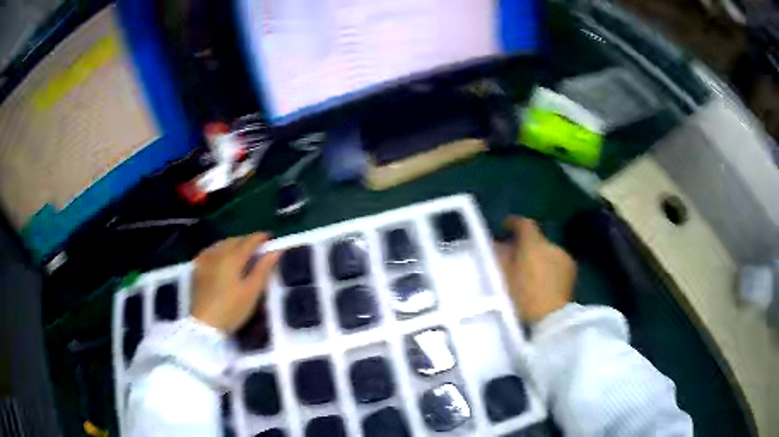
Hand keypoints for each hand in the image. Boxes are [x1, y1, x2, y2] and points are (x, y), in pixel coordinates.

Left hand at [191, 233, 281, 333]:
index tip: (270, 239)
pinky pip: (210, 251)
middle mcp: (218, 253)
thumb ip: (263, 268)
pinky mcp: (198, 268)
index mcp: (233, 257)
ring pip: (221, 244)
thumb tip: (276, 251)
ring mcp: (205, 259)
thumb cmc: (232, 309)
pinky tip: (221, 258)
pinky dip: (219, 250)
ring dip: (233, 244)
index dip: (260, 238)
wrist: (205, 323)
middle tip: (257, 250)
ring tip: (241, 254)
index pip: (249, 241)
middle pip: (234, 240)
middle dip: (247, 241)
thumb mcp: (252, 291)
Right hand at [496, 217, 576, 322]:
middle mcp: (552, 245)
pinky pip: (556, 262)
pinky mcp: (572, 271)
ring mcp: (565, 257)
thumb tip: (496, 244)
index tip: (503, 229)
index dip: (512, 223)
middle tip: (513, 259)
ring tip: (528, 273)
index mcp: (534, 244)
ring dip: (537, 257)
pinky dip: (548, 267)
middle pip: (535, 239)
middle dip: (524, 246)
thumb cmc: (524, 298)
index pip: (523, 224)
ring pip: (547, 251)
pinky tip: (542, 282)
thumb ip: (499, 257)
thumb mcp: (504, 278)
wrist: (553, 319)